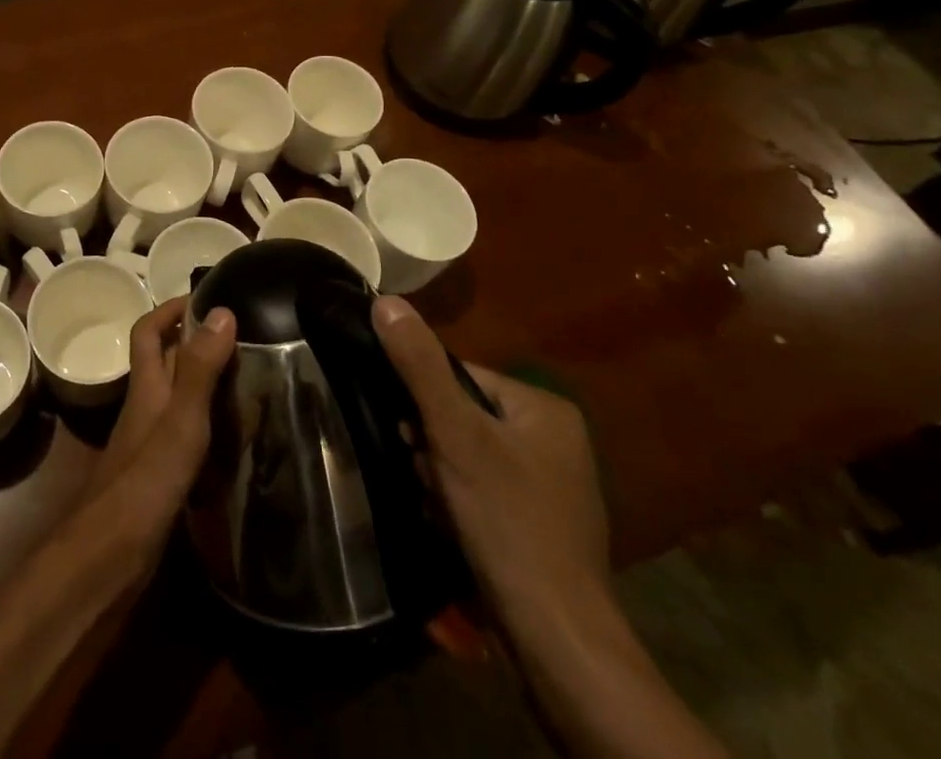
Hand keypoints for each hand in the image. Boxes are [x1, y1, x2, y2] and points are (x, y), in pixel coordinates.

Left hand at [84, 298, 236, 556]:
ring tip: (252, 380)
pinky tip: (238, 439)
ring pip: (179, 399)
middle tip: (245, 337)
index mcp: (147, 387)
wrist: (107, 562)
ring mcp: (151, 444)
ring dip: (207, 384)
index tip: (208, 297)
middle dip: (197, 343)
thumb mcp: (180, 421)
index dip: (171, 308)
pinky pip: (188, 436)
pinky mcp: (160, 477)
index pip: (149, 330)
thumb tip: (222, 310)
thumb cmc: (144, 484)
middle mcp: (146, 408)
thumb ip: (200, 369)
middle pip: (166, 362)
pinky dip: (211, 428)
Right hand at [372, 295, 609, 626]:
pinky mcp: (538, 528)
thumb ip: (420, 366)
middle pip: (464, 418)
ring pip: (468, 457)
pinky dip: (460, 504)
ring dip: (440, 476)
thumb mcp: (456, 434)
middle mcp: (555, 441)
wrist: (556, 641)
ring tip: (437, 504)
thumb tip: (385, 299)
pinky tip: (450, 526)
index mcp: (545, 409)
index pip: (463, 377)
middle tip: (425, 473)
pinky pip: (483, 492)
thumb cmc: (508, 521)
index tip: (409, 434)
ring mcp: (550, 488)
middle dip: (433, 445)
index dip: (427, 403)